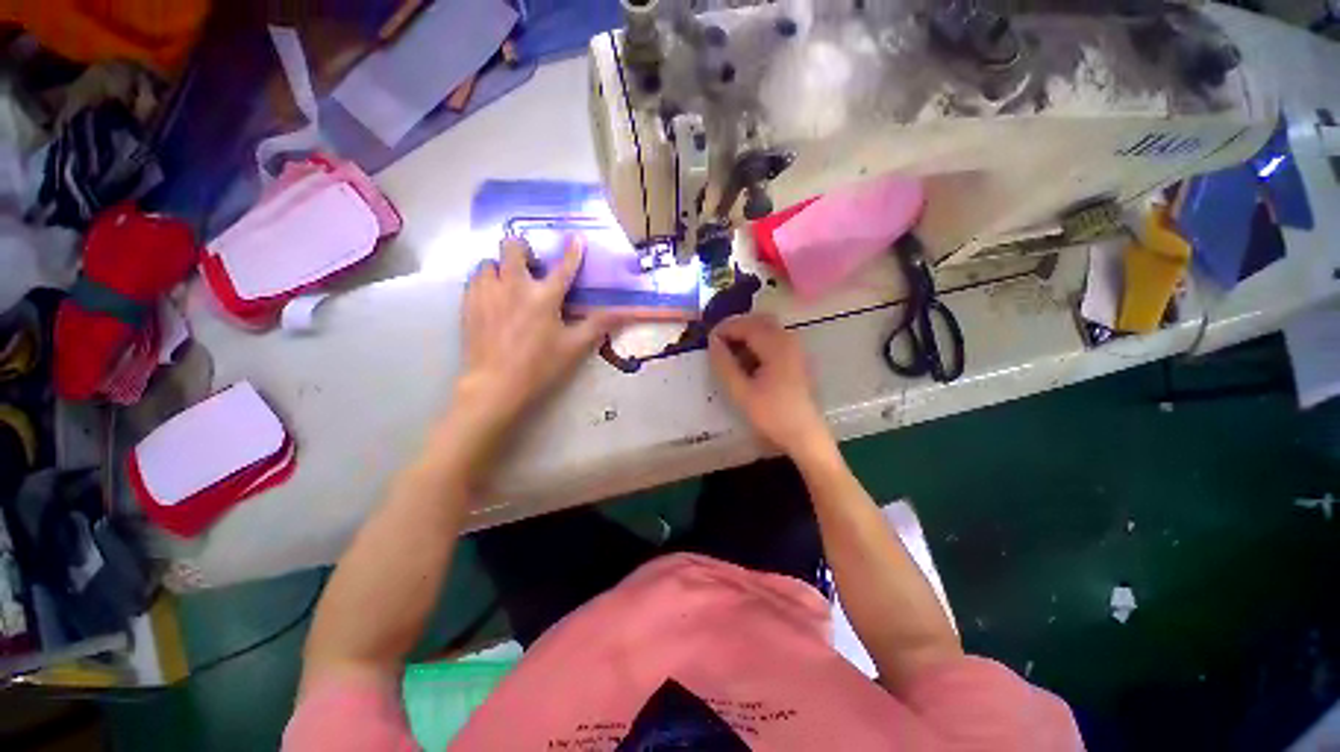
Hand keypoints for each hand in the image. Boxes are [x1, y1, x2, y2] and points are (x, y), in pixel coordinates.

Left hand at [442, 235, 616, 468]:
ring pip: (490, 261)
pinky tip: (493, 300)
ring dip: (502, 268)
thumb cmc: (540, 366)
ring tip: (509, 286)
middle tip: (531, 269)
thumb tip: (624, 313)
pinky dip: (486, 282)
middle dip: (523, 250)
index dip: (573, 252)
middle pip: (513, 246)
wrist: (495, 385)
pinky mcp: (468, 303)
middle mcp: (514, 286)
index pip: (563, 268)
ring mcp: (487, 292)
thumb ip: (598, 325)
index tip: (576, 238)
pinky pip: (475, 279)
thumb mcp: (574, 347)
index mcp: (544, 297)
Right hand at [708, 313, 832, 460]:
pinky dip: (757, 342)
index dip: (724, 329)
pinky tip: (748, 362)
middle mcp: (788, 339)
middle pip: (758, 320)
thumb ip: (724, 364)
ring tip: (730, 354)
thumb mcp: (741, 392)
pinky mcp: (796, 358)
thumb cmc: (772, 415)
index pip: (745, 324)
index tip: (708, 342)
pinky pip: (774, 339)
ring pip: (766, 328)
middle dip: (735, 328)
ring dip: (746, 335)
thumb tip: (713, 342)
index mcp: (776, 345)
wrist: (805, 435)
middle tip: (718, 345)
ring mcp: (795, 348)